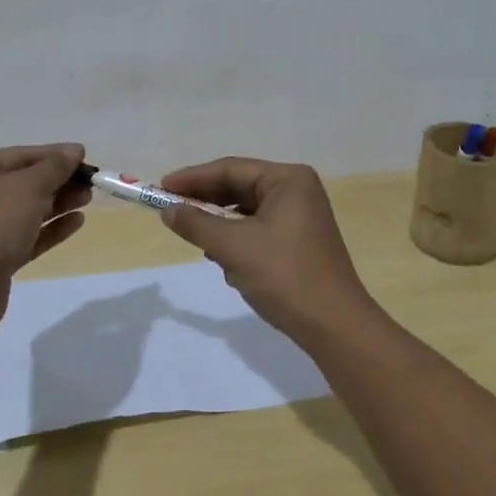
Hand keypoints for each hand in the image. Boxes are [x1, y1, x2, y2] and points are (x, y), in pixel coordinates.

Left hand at [0, 143, 90, 327]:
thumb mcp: (27, 187)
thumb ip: (54, 167)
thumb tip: (74, 150)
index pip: (17, 156)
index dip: (53, 154)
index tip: (84, 156)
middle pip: (22, 183)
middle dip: (57, 181)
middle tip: (90, 182)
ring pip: (25, 210)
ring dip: (57, 203)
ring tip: (88, 199)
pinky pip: (25, 236)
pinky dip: (50, 228)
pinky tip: (76, 222)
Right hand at [157, 157, 380, 343]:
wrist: (334, 326)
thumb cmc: (284, 276)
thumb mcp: (233, 247)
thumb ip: (197, 224)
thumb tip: (168, 210)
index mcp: (288, 179)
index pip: (231, 168)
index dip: (192, 178)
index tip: (160, 188)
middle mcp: (297, 191)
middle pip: (239, 187)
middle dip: (206, 203)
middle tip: (171, 212)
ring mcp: (301, 217)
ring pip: (246, 212)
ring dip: (221, 227)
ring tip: (200, 243)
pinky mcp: (299, 242)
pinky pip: (258, 231)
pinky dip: (238, 242)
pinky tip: (226, 263)